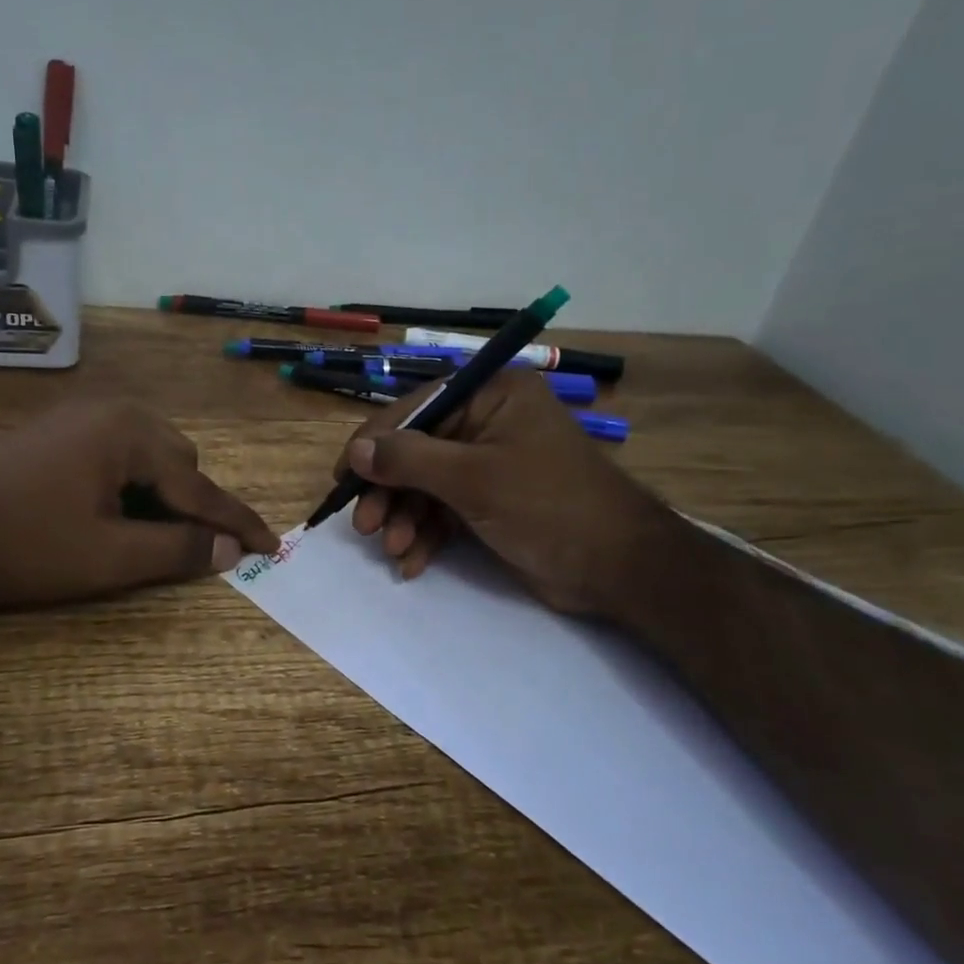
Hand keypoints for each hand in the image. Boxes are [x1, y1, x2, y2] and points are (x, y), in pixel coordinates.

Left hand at [0, 399, 278, 610]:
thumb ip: (177, 550)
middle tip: (186, 549)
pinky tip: (108, 511)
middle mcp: (113, 411)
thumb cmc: (23, 544)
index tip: (272, 544)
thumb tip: (230, 550)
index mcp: (132, 433)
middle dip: (190, 504)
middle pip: (179, 461)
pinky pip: (117, 452)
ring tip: (142, 534)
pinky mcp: (57, 430)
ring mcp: (81, 416)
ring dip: (160, 494)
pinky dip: (129, 483)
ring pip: (148, 455)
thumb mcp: (108, 558)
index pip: (200, 486)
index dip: (236, 521)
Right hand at [334, 369, 678, 616]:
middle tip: (364, 526)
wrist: (619, 568)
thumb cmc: (548, 506)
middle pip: (417, 450)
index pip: (417, 409)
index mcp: (492, 395)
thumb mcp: (473, 479)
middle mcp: (489, 422)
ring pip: (427, 485)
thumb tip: (357, 451)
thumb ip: (409, 460)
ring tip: (392, 549)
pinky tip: (411, 562)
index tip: (344, 476)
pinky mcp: (492, 502)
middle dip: (390, 491)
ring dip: (405, 519)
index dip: (375, 443)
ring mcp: (490, 464)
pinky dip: (427, 535)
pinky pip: (445, 510)